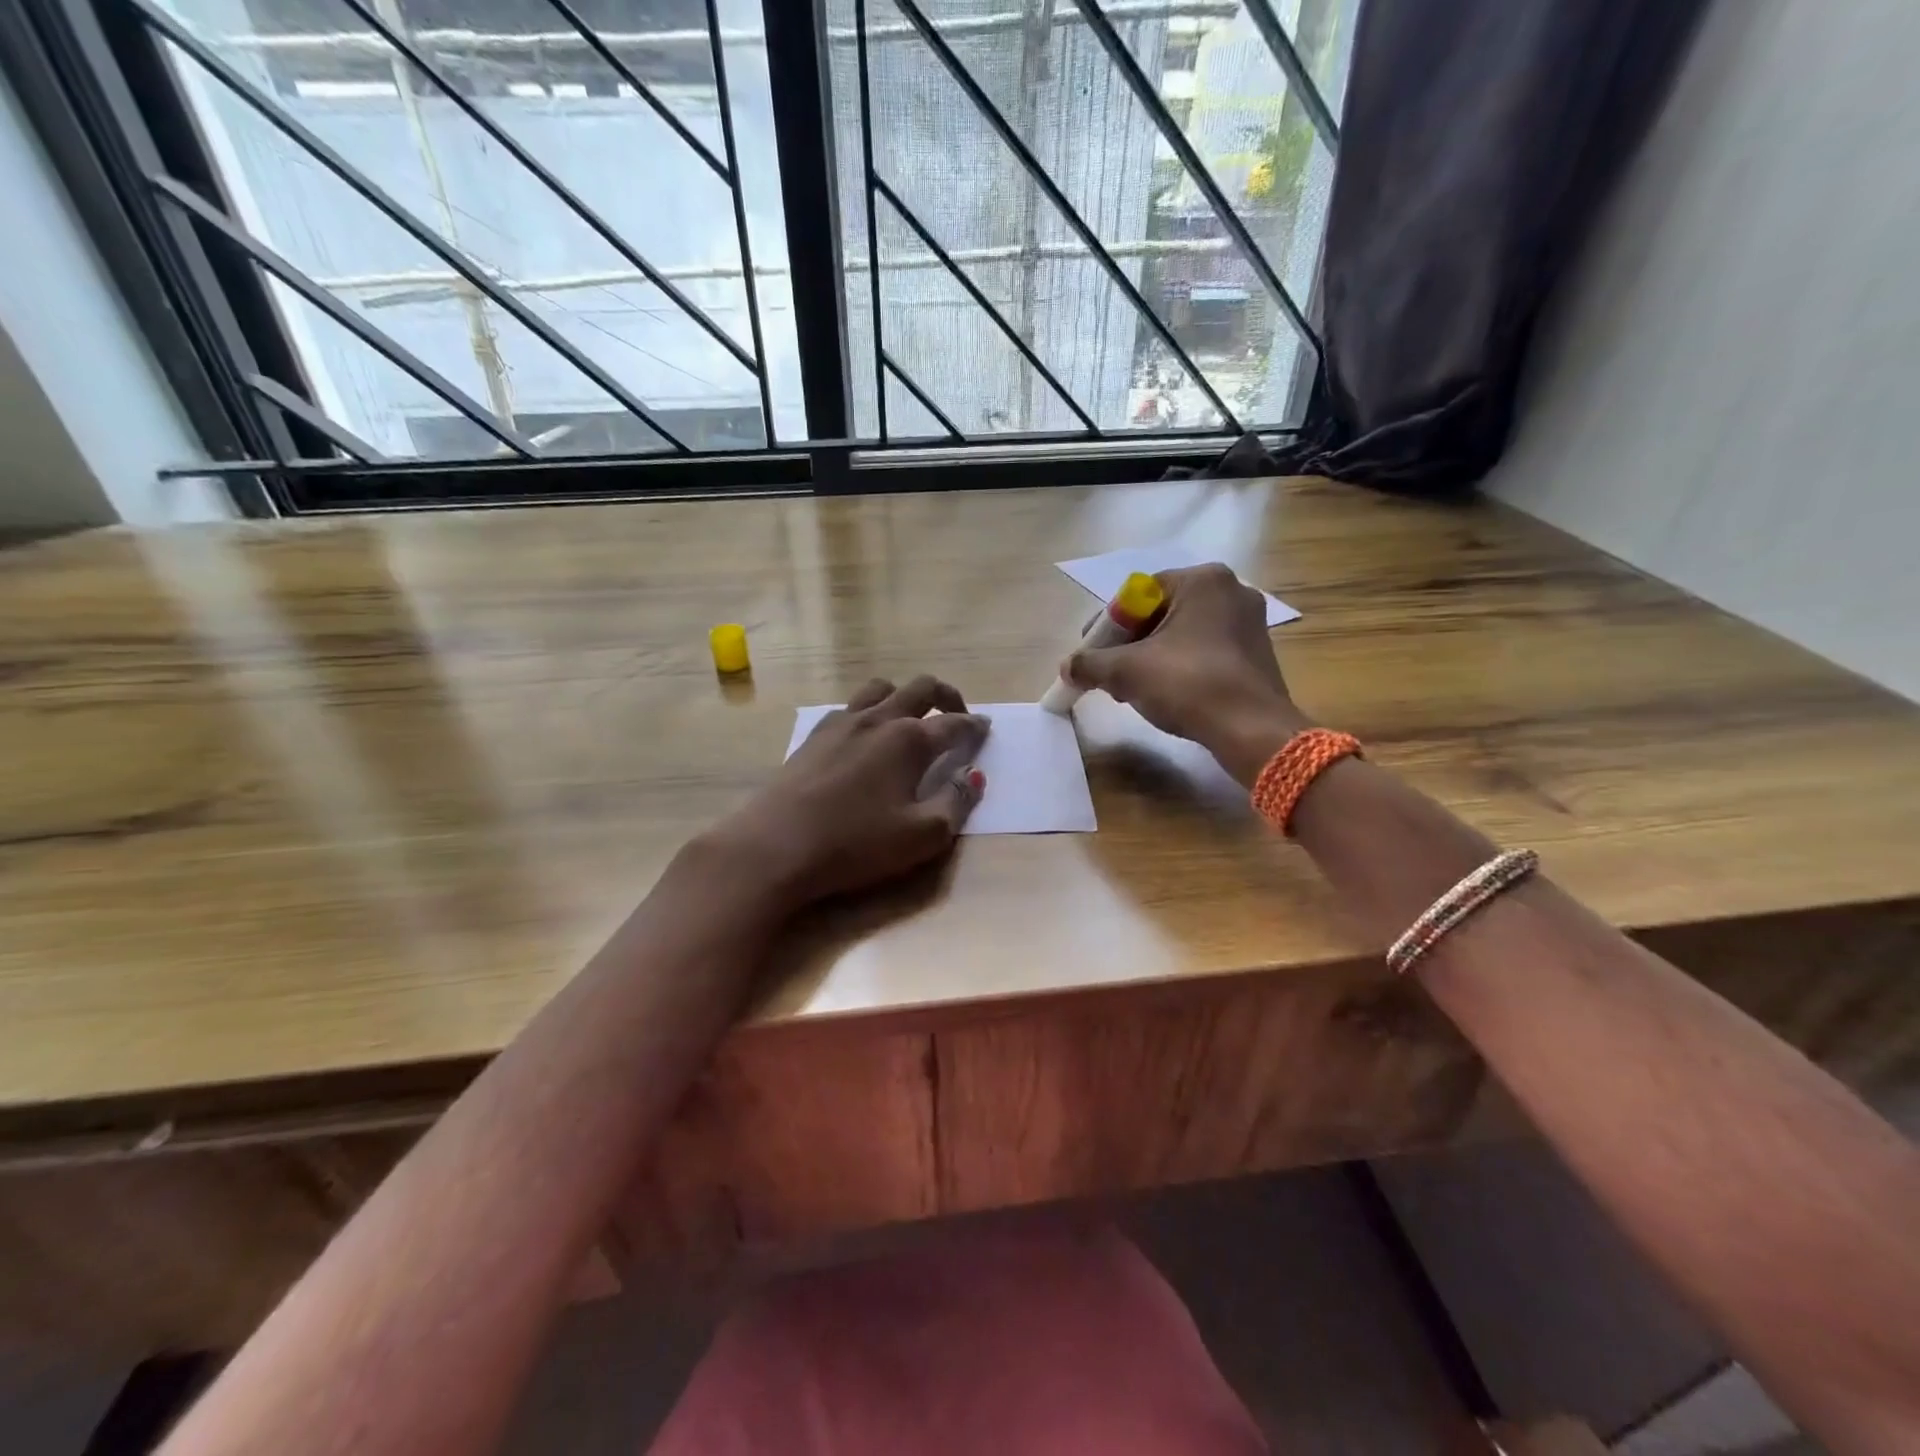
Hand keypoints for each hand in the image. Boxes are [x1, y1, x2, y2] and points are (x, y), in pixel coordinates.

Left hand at [714, 675, 988, 912]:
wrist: (775, 846)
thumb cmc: (855, 844)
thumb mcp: (921, 836)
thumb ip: (956, 803)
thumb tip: (974, 777)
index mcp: (909, 740)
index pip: (954, 723)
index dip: (974, 726)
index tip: (986, 728)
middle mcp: (878, 720)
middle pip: (921, 689)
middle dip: (947, 696)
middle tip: (958, 714)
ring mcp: (842, 723)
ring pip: (881, 688)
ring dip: (904, 695)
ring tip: (911, 717)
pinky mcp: (814, 735)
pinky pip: (850, 706)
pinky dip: (870, 710)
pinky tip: (866, 735)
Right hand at [1062, 563, 1307, 784]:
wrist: (1251, 730)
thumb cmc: (1188, 685)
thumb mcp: (1126, 672)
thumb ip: (1090, 664)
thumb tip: (1067, 668)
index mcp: (1202, 580)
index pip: (1138, 594)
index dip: (1107, 626)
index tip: (1089, 653)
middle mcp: (1231, 590)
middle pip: (1160, 613)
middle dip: (1128, 643)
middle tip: (1108, 672)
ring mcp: (1249, 622)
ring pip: (1182, 634)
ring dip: (1150, 657)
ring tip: (1131, 688)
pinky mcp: (1256, 653)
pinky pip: (1204, 650)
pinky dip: (1179, 666)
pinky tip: (1165, 693)